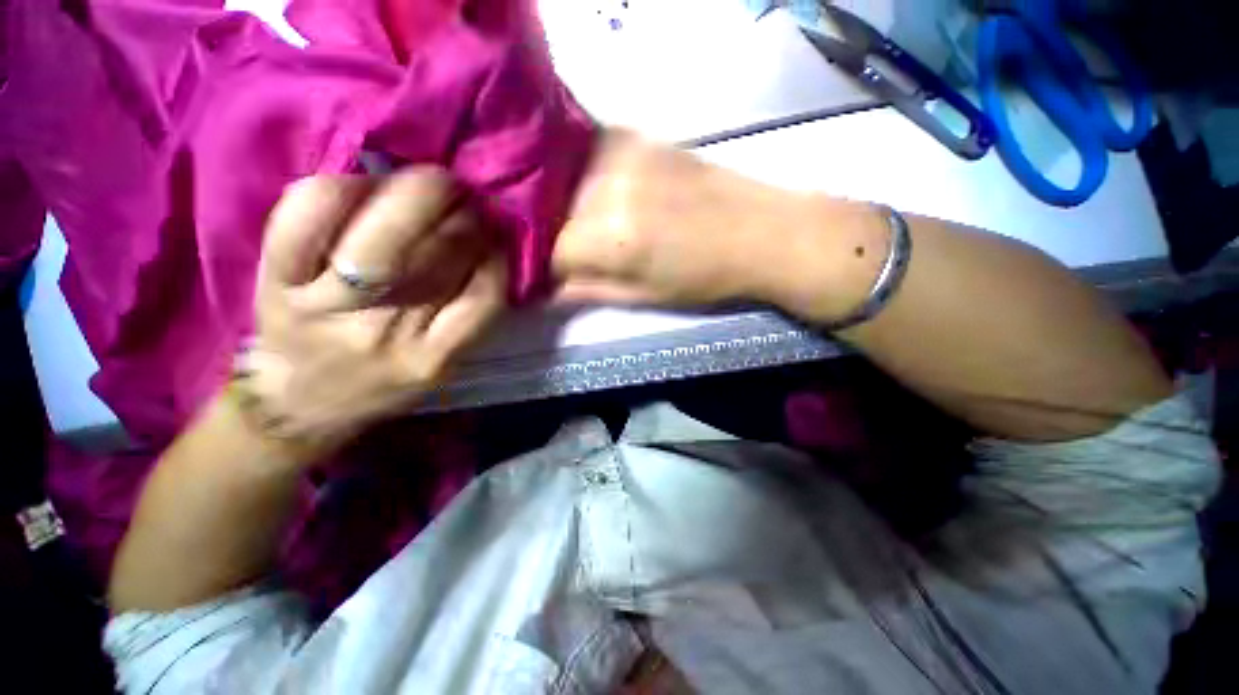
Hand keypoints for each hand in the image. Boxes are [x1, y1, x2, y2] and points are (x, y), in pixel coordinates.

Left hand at [245, 167, 505, 453]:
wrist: (301, 402)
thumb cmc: (384, 379)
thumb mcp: (444, 362)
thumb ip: (471, 315)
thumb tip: (489, 244)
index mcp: (435, 356)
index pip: (484, 293)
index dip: (493, 250)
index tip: (491, 233)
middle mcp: (389, 334)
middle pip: (437, 255)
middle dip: (458, 211)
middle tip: (459, 197)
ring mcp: (329, 308)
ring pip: (383, 234)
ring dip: (413, 194)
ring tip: (424, 187)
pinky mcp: (277, 283)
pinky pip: (306, 221)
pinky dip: (337, 190)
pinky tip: (357, 187)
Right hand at [552, 130, 798, 307]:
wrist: (762, 232)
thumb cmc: (705, 278)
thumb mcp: (646, 296)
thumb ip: (591, 290)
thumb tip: (548, 290)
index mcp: (612, 237)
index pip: (550, 248)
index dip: (547, 265)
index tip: (556, 273)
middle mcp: (608, 187)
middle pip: (551, 210)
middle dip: (552, 233)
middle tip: (568, 248)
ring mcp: (623, 153)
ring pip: (564, 178)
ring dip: (564, 202)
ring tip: (582, 221)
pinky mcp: (638, 137)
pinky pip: (587, 153)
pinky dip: (581, 174)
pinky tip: (596, 190)